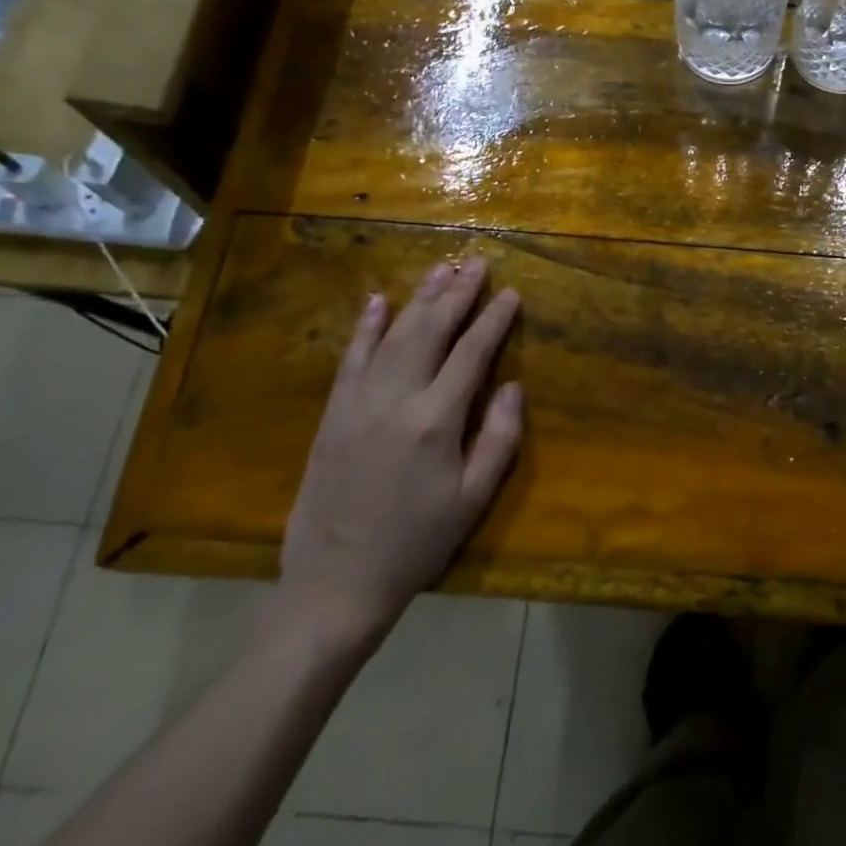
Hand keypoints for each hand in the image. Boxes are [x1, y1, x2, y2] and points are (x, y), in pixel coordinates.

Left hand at [278, 258, 523, 651]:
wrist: (336, 581)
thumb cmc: (417, 542)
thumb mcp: (473, 498)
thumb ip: (498, 438)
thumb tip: (511, 387)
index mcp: (436, 420)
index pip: (471, 353)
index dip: (493, 320)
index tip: (511, 293)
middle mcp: (396, 399)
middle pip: (431, 331)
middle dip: (457, 294)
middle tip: (477, 263)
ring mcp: (358, 403)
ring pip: (393, 336)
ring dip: (419, 299)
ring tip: (440, 270)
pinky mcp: (333, 414)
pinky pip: (351, 359)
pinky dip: (366, 327)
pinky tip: (378, 301)